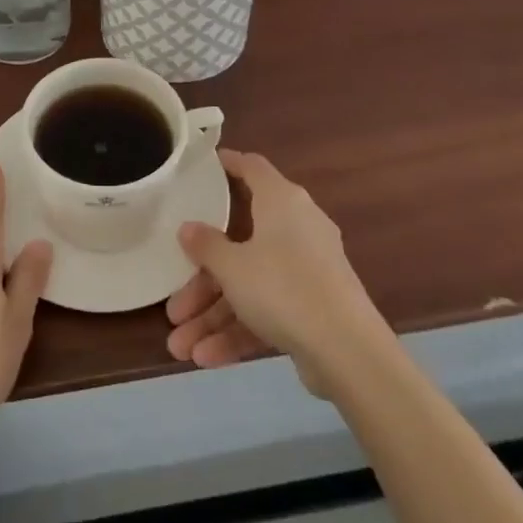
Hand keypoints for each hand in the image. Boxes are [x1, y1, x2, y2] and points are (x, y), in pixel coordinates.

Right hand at [165, 149, 383, 395]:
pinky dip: (239, 330)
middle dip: (202, 280)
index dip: (226, 164)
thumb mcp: (233, 266)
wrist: (349, 353)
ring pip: (249, 284)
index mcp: (281, 201)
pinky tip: (206, 359)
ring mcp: (306, 270)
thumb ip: (205, 245)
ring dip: (214, 315)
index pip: (251, 168)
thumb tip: (188, 228)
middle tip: (173, 304)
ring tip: (180, 347)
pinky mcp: (312, 306)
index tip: (200, 168)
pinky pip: (267, 309)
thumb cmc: (284, 288)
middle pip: (239, 242)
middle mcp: (296, 228)